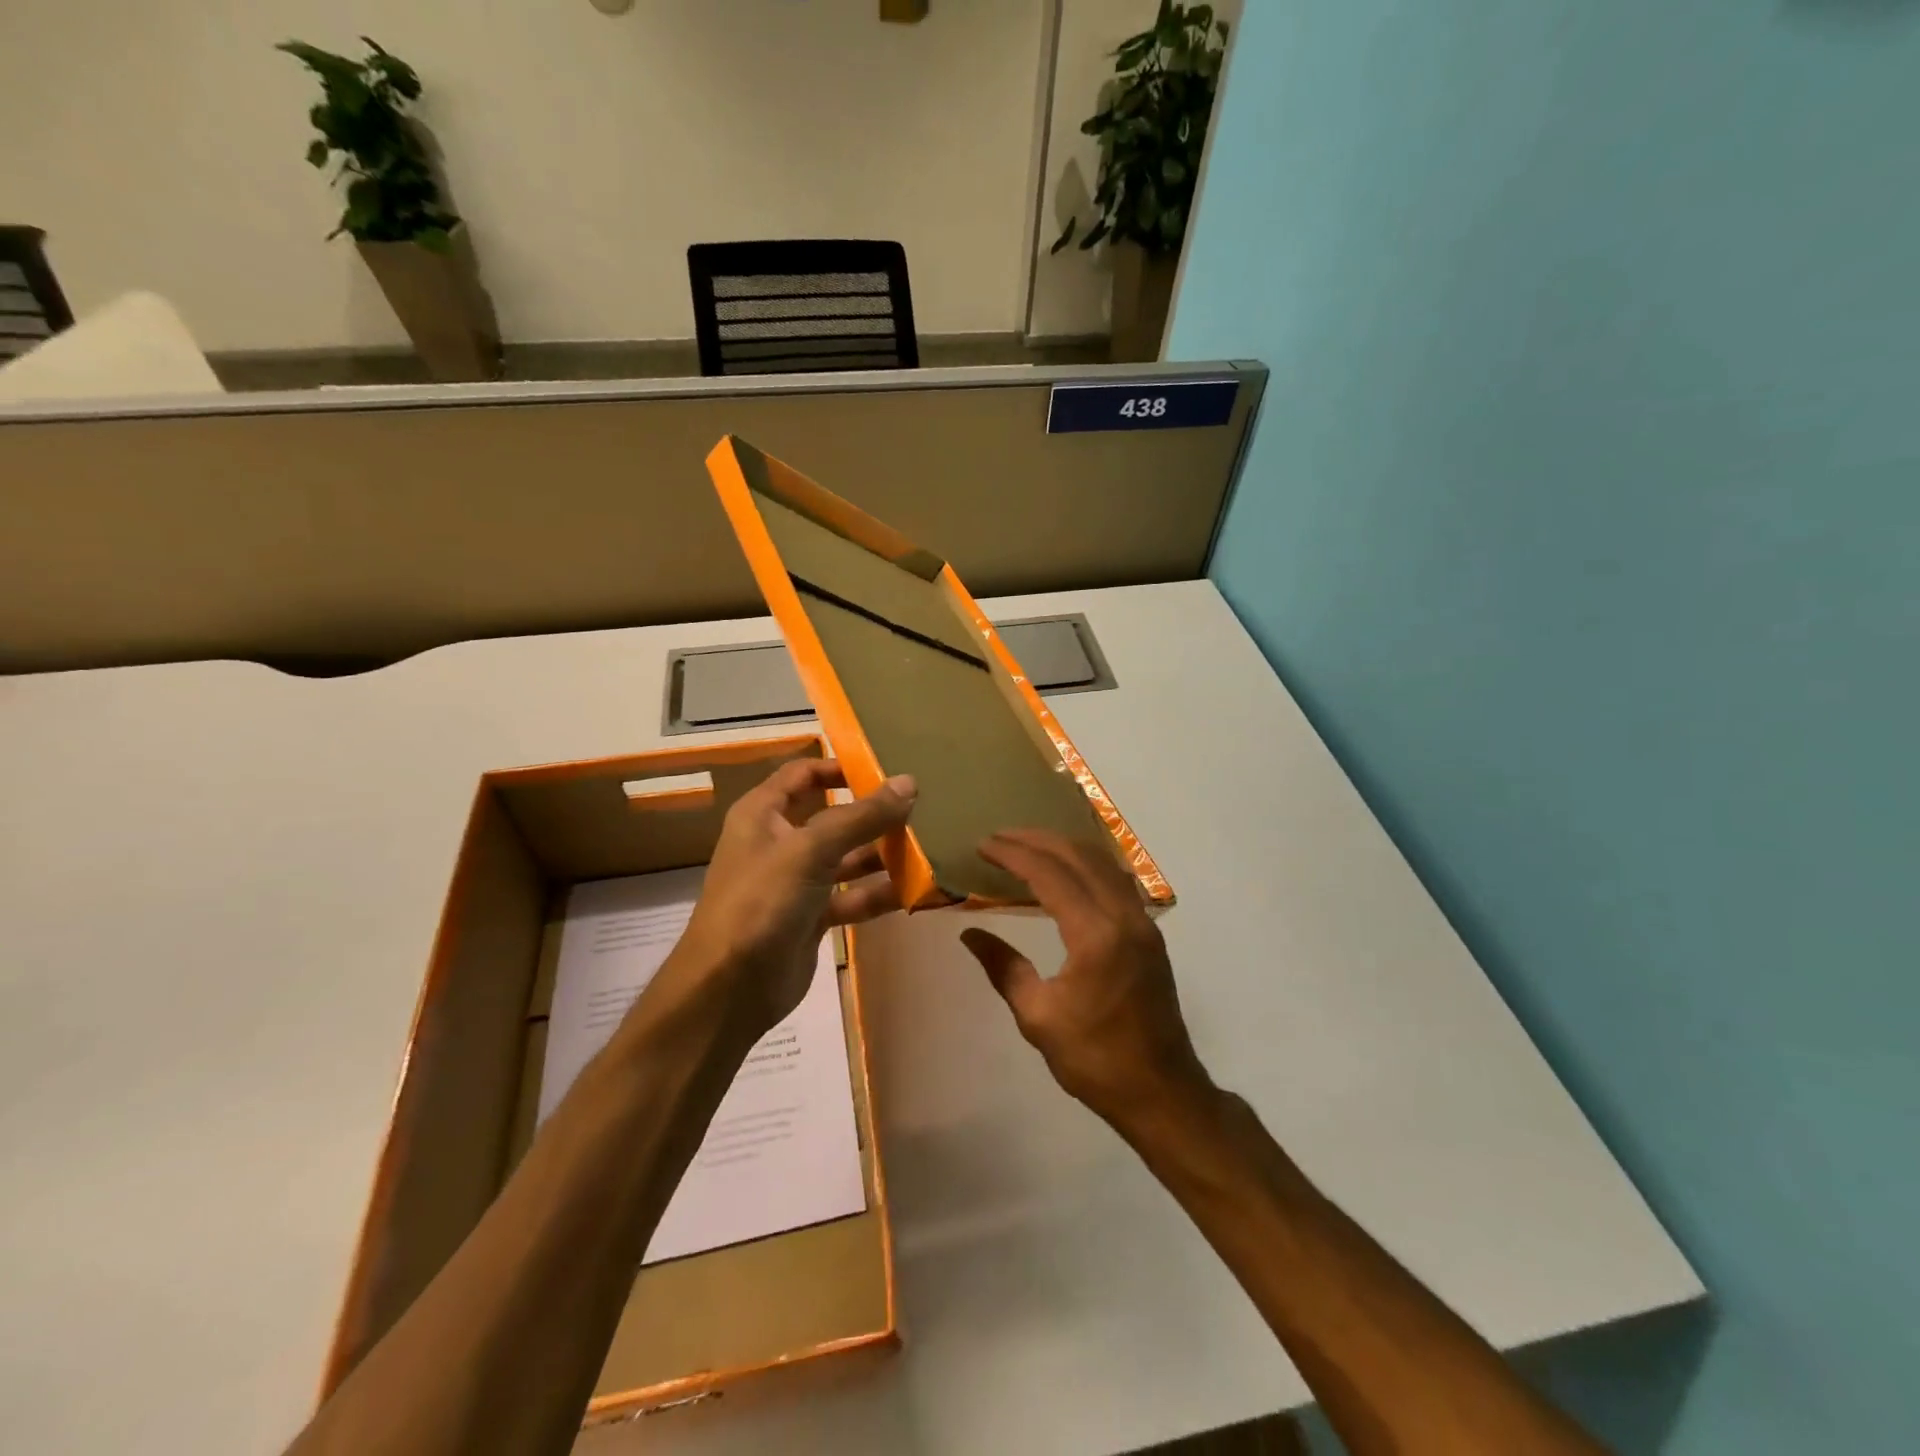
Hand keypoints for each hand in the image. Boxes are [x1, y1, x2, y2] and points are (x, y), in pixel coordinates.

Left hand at [676, 759, 915, 1039]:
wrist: (729, 989)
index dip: (839, 766)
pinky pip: (851, 896)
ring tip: (927, 845)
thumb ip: (861, 817)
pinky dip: (878, 893)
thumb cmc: (761, 902)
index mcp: (763, 814)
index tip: (885, 768)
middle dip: (871, 812)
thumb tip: (908, 782)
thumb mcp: (811, 851)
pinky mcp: (812, 917)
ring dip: (881, 853)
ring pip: (846, 857)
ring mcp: (796, 882)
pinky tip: (914, 890)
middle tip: (920, 806)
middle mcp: (779, 842)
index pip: (803, 774)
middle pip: (832, 816)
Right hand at [959, 829, 1209, 1130]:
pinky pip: (1116, 879)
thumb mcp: (1038, 1017)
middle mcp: (1124, 916)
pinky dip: (1087, 863)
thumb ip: (1003, 967)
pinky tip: (1068, 870)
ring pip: (1102, 862)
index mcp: (1095, 935)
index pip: (1049, 874)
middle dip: (1036, 840)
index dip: (1013, 854)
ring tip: (1028, 844)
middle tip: (1000, 837)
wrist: (1161, 1092)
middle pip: (1078, 856)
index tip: (983, 845)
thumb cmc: (1095, 1060)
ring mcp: (1143, 922)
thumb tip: (970, 933)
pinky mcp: (1150, 933)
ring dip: (1064, 847)